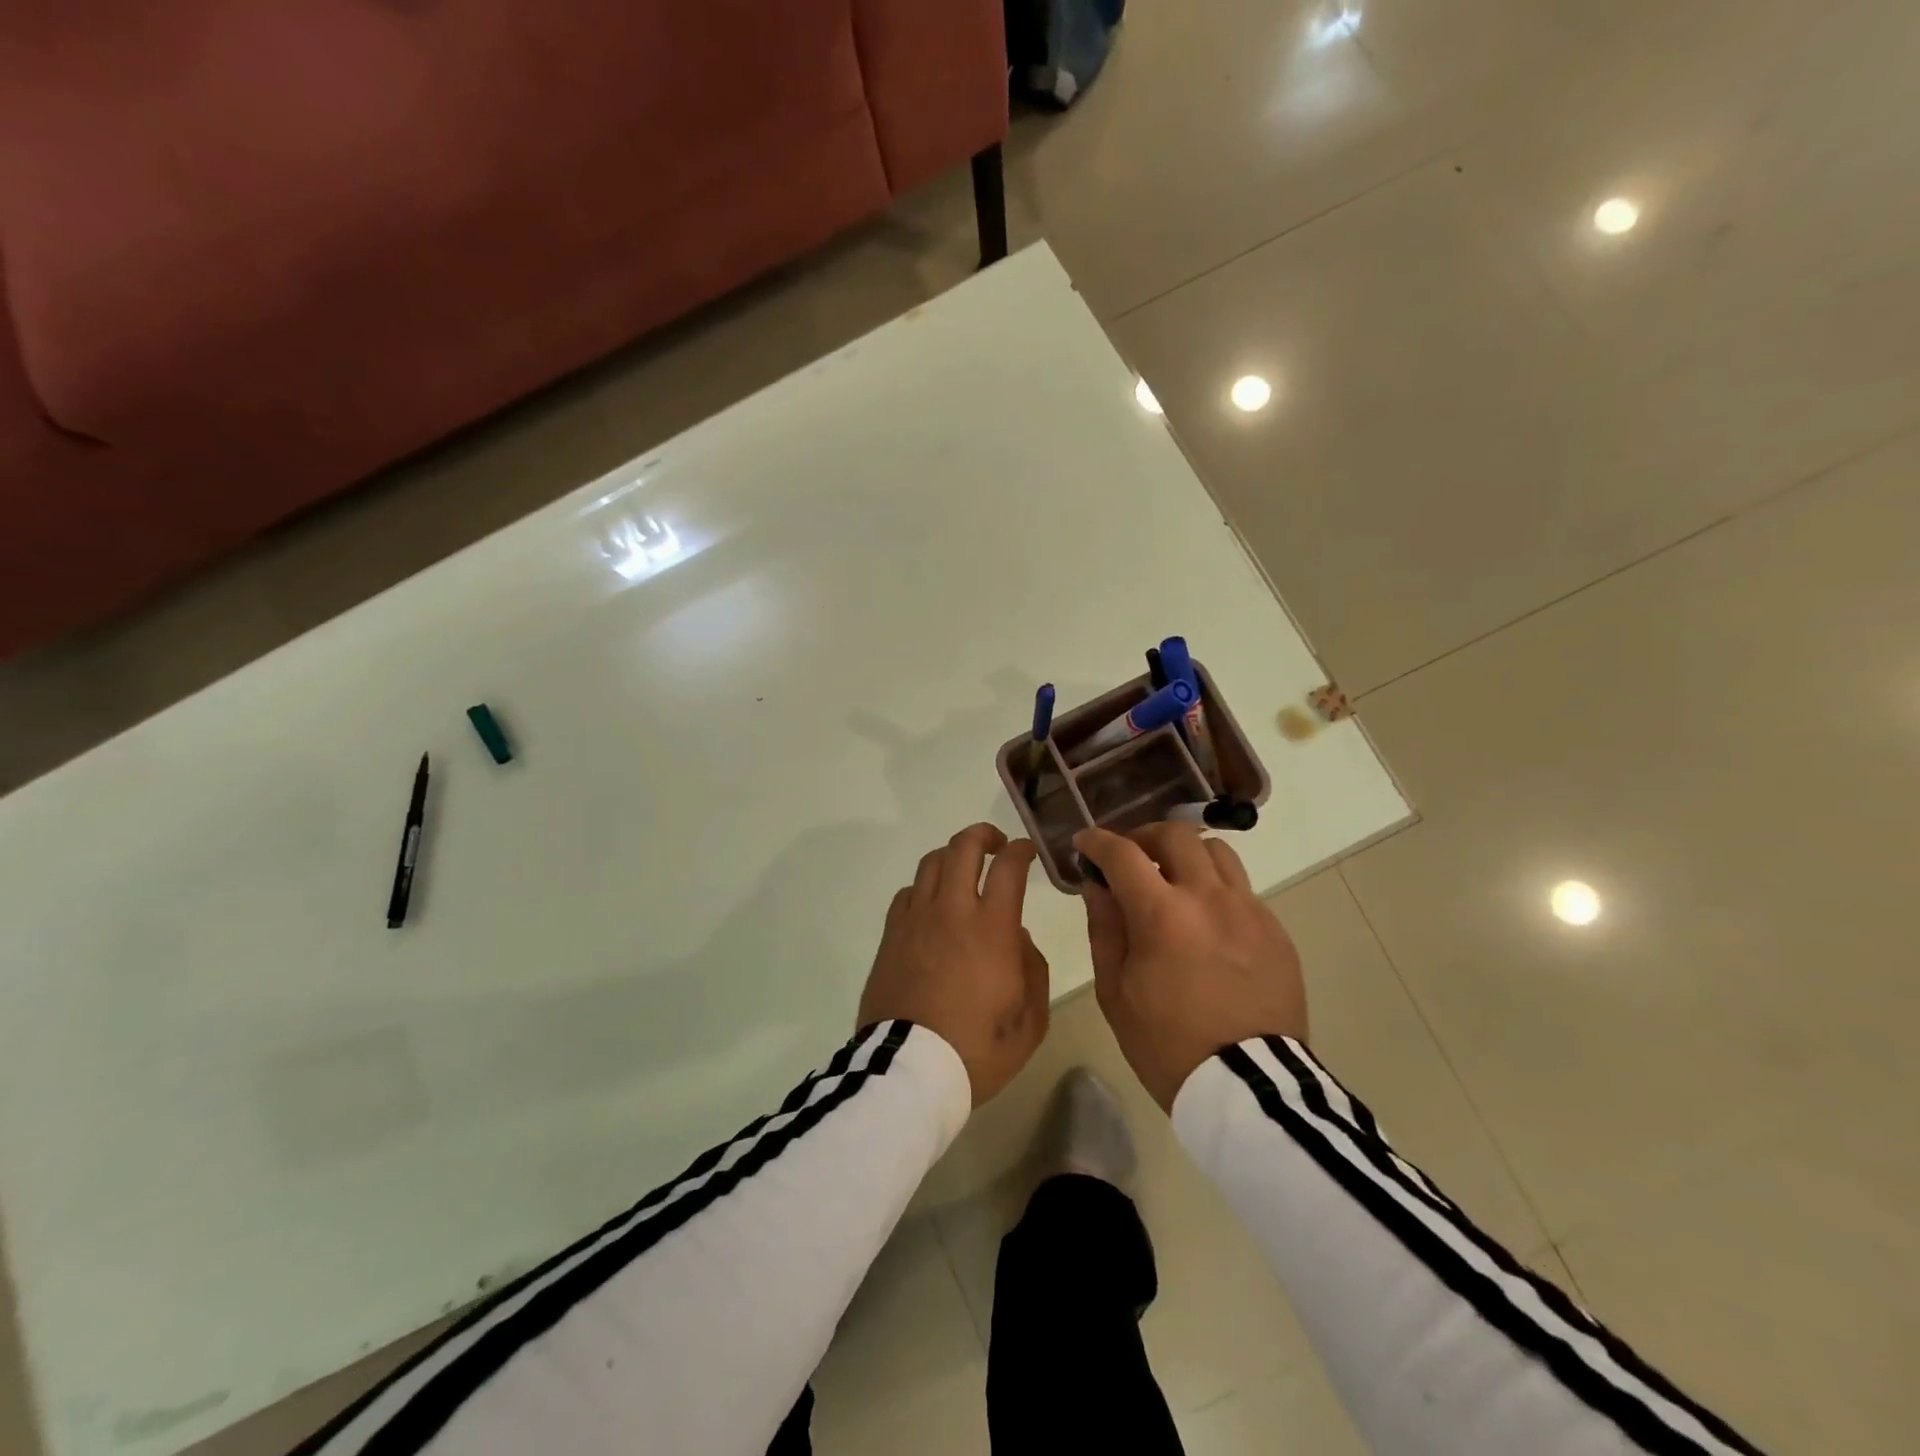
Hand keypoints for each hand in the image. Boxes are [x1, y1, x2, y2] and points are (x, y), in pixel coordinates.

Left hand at [858, 823, 1049, 1107]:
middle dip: (982, 835)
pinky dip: (924, 887)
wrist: (908, 1072)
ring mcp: (915, 920)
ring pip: (931, 863)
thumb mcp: (1029, 1022)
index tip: (1027, 851)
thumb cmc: (976, 1051)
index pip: (1008, 867)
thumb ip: (1033, 970)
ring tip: (963, 868)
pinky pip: (907, 893)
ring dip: (952, 855)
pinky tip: (932, 904)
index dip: (1020, 850)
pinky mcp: (890, 936)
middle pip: (962, 847)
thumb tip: (1018, 939)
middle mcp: (951, 911)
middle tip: (995, 844)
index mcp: (991, 929)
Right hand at [1075, 824, 1306, 1111]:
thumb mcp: (1116, 991)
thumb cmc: (1167, 1044)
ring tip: (1173, 878)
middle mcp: (1209, 898)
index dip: (1097, 840)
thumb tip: (1096, 885)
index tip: (1085, 842)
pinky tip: (1206, 920)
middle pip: (1176, 835)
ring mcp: (1249, 910)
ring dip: (1186, 854)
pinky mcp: (1275, 930)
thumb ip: (1105, 928)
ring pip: (1217, 852)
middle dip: (1144, 836)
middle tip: (1129, 857)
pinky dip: (1215, 888)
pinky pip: (1242, 889)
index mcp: (1162, 914)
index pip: (1123, 853)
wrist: (1249, 1087)